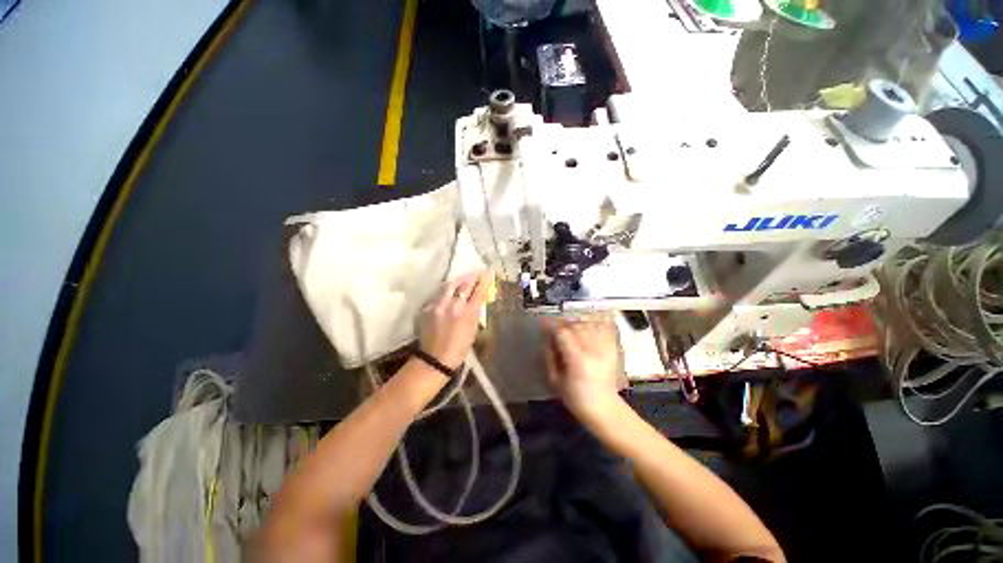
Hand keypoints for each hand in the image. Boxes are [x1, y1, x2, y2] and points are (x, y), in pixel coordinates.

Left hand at [418, 271, 492, 369]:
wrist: (435, 359)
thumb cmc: (459, 349)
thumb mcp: (473, 330)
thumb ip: (475, 313)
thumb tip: (477, 301)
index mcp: (468, 313)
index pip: (479, 291)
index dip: (485, 280)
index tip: (488, 273)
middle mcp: (454, 305)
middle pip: (465, 284)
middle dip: (472, 278)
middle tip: (476, 274)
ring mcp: (439, 305)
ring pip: (450, 286)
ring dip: (458, 282)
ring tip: (462, 280)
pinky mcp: (428, 308)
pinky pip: (439, 294)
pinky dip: (446, 291)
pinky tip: (448, 293)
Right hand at [543, 316, 621, 422]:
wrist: (605, 408)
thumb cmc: (576, 398)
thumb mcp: (555, 381)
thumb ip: (549, 357)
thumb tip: (547, 340)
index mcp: (577, 360)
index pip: (562, 333)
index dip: (551, 326)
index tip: (543, 324)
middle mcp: (593, 351)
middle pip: (575, 325)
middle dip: (562, 324)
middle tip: (555, 329)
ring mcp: (605, 348)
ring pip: (588, 324)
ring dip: (576, 323)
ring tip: (570, 328)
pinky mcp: (613, 349)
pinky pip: (605, 327)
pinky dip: (595, 322)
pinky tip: (588, 323)